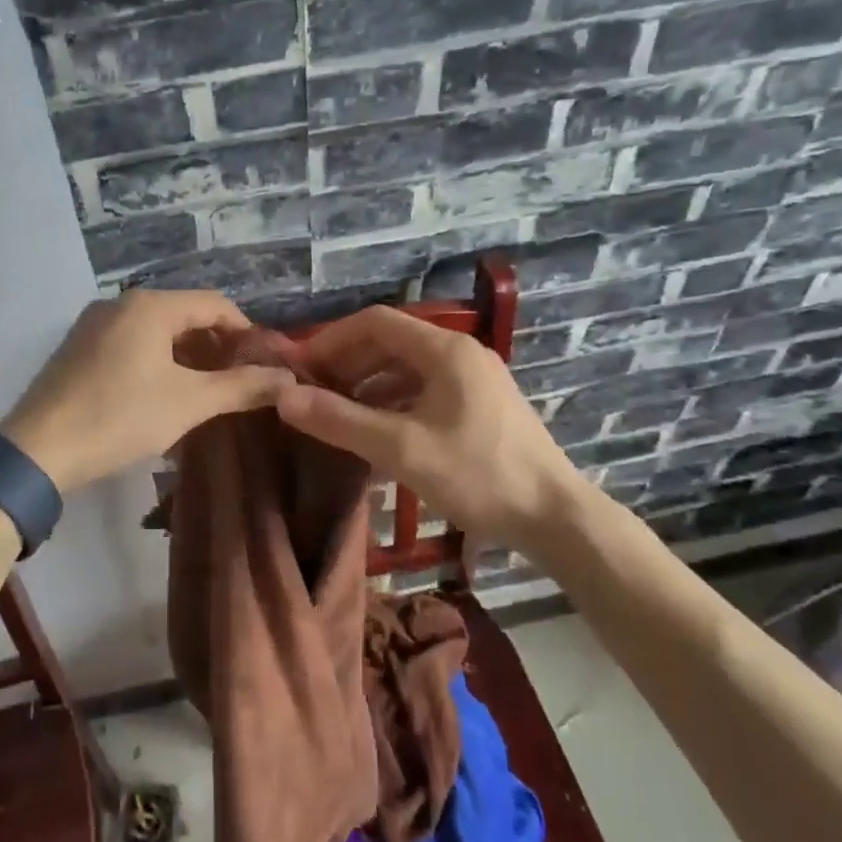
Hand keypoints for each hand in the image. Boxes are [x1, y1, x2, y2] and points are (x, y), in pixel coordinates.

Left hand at [3, 290, 292, 493]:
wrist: (38, 450)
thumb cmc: (120, 417)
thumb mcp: (189, 403)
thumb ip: (242, 387)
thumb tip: (289, 379)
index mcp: (149, 305)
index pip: (214, 304)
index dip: (245, 331)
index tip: (263, 364)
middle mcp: (120, 303)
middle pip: (184, 315)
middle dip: (215, 346)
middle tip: (237, 382)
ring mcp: (93, 324)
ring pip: (155, 331)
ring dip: (186, 356)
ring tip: (205, 392)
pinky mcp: (78, 348)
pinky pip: (130, 344)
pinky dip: (156, 362)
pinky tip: (162, 395)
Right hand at [276, 306, 587, 544]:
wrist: (557, 519)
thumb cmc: (479, 476)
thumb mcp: (402, 449)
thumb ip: (341, 421)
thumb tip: (284, 397)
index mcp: (445, 350)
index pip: (376, 322)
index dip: (332, 339)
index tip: (300, 367)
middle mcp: (461, 354)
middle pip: (391, 343)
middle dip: (348, 363)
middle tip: (312, 393)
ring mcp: (475, 380)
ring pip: (408, 369)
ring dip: (368, 385)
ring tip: (336, 414)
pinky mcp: (481, 407)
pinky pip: (425, 391)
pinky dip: (393, 403)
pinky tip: (375, 432)